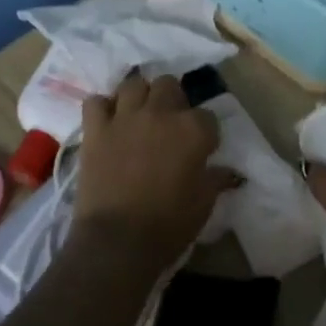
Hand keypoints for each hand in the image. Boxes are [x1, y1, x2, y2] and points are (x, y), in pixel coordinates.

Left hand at [72, 71, 231, 276]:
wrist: (117, 242)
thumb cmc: (168, 226)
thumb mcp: (203, 205)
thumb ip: (216, 179)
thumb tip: (229, 172)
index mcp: (192, 130)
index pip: (207, 116)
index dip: (205, 132)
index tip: (201, 148)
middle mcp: (159, 113)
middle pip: (168, 85)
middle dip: (172, 100)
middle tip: (169, 123)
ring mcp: (124, 117)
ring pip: (133, 84)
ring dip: (139, 96)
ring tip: (139, 115)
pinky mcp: (95, 128)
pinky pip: (96, 101)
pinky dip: (102, 108)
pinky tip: (107, 122)